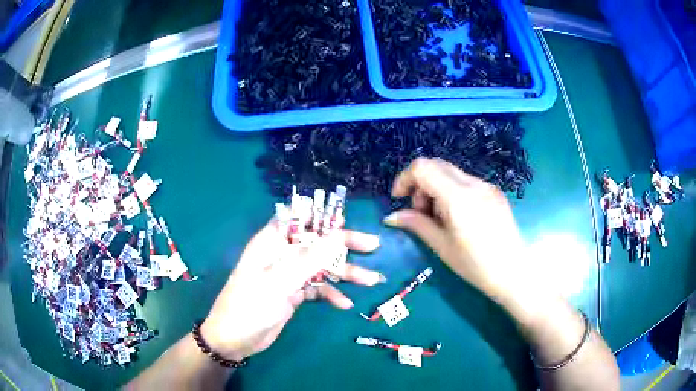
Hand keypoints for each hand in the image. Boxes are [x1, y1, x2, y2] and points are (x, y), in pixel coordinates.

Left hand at [201, 220, 381, 360]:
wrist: (235, 340)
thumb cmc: (250, 305)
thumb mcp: (279, 282)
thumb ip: (309, 259)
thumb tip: (337, 235)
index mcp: (272, 242)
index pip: (298, 219)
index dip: (321, 215)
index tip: (347, 217)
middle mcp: (282, 255)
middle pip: (316, 243)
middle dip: (344, 245)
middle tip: (373, 246)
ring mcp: (289, 275)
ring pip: (321, 267)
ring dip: (345, 273)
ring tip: (371, 280)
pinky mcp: (294, 294)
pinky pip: (317, 289)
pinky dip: (331, 294)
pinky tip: (345, 304)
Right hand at [384, 158, 531, 303]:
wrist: (513, 272)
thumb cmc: (475, 265)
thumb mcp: (442, 246)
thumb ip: (416, 224)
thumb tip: (391, 217)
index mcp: (458, 196)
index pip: (423, 168)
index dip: (405, 178)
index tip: (399, 198)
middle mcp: (473, 183)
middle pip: (436, 165)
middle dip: (421, 184)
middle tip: (421, 213)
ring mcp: (487, 185)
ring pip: (451, 173)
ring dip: (436, 188)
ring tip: (440, 219)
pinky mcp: (494, 192)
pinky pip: (466, 182)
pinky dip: (452, 191)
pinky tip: (458, 217)